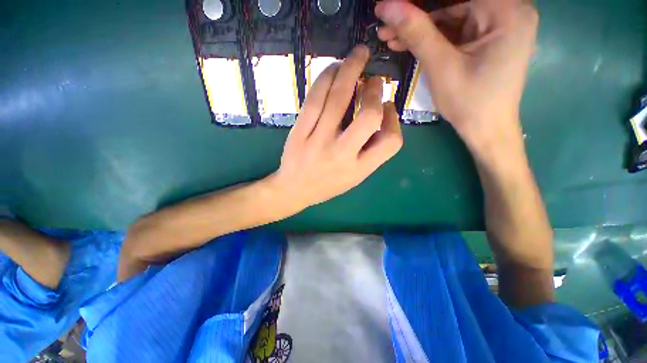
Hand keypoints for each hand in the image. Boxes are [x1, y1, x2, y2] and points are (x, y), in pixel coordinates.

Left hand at [269, 45, 402, 212]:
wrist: (293, 189)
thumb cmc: (327, 184)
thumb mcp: (355, 176)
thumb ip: (372, 151)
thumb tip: (382, 112)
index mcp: (359, 169)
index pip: (391, 142)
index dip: (395, 120)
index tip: (387, 108)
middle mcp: (341, 154)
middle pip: (368, 116)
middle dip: (375, 91)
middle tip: (374, 79)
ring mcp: (318, 141)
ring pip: (338, 98)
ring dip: (351, 70)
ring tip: (358, 56)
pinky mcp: (299, 131)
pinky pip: (315, 98)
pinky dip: (326, 77)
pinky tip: (333, 68)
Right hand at [375, 0, 537, 154]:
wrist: (486, 130)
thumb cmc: (469, 102)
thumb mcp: (441, 66)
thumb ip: (417, 33)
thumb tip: (388, 6)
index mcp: (507, 11)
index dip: (419, 1)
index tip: (389, 6)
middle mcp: (508, 10)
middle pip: (453, 3)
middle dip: (417, 15)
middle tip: (385, 23)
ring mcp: (497, 25)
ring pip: (451, 16)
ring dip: (419, 28)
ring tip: (389, 37)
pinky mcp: (487, 38)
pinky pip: (454, 30)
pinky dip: (431, 37)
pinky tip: (406, 43)